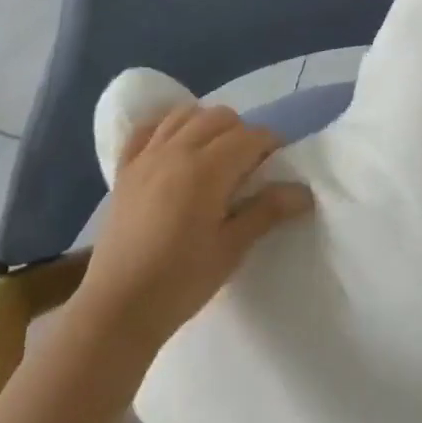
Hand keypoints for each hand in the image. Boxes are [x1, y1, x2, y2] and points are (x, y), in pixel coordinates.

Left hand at [75, 104, 313, 354]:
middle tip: (250, 165)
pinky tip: (174, 147)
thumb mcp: (231, 249)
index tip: (279, 165)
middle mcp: (176, 150)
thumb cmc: (181, 282)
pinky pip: (147, 130)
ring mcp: (146, 157)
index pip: (250, 136)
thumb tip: (303, 191)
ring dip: (207, 124)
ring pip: (184, 115)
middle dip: (242, 132)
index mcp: (206, 169)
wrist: (118, 308)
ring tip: (215, 155)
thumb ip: (266, 211)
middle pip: (219, 117)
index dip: (271, 145)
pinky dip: (166, 128)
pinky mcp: (124, 170)